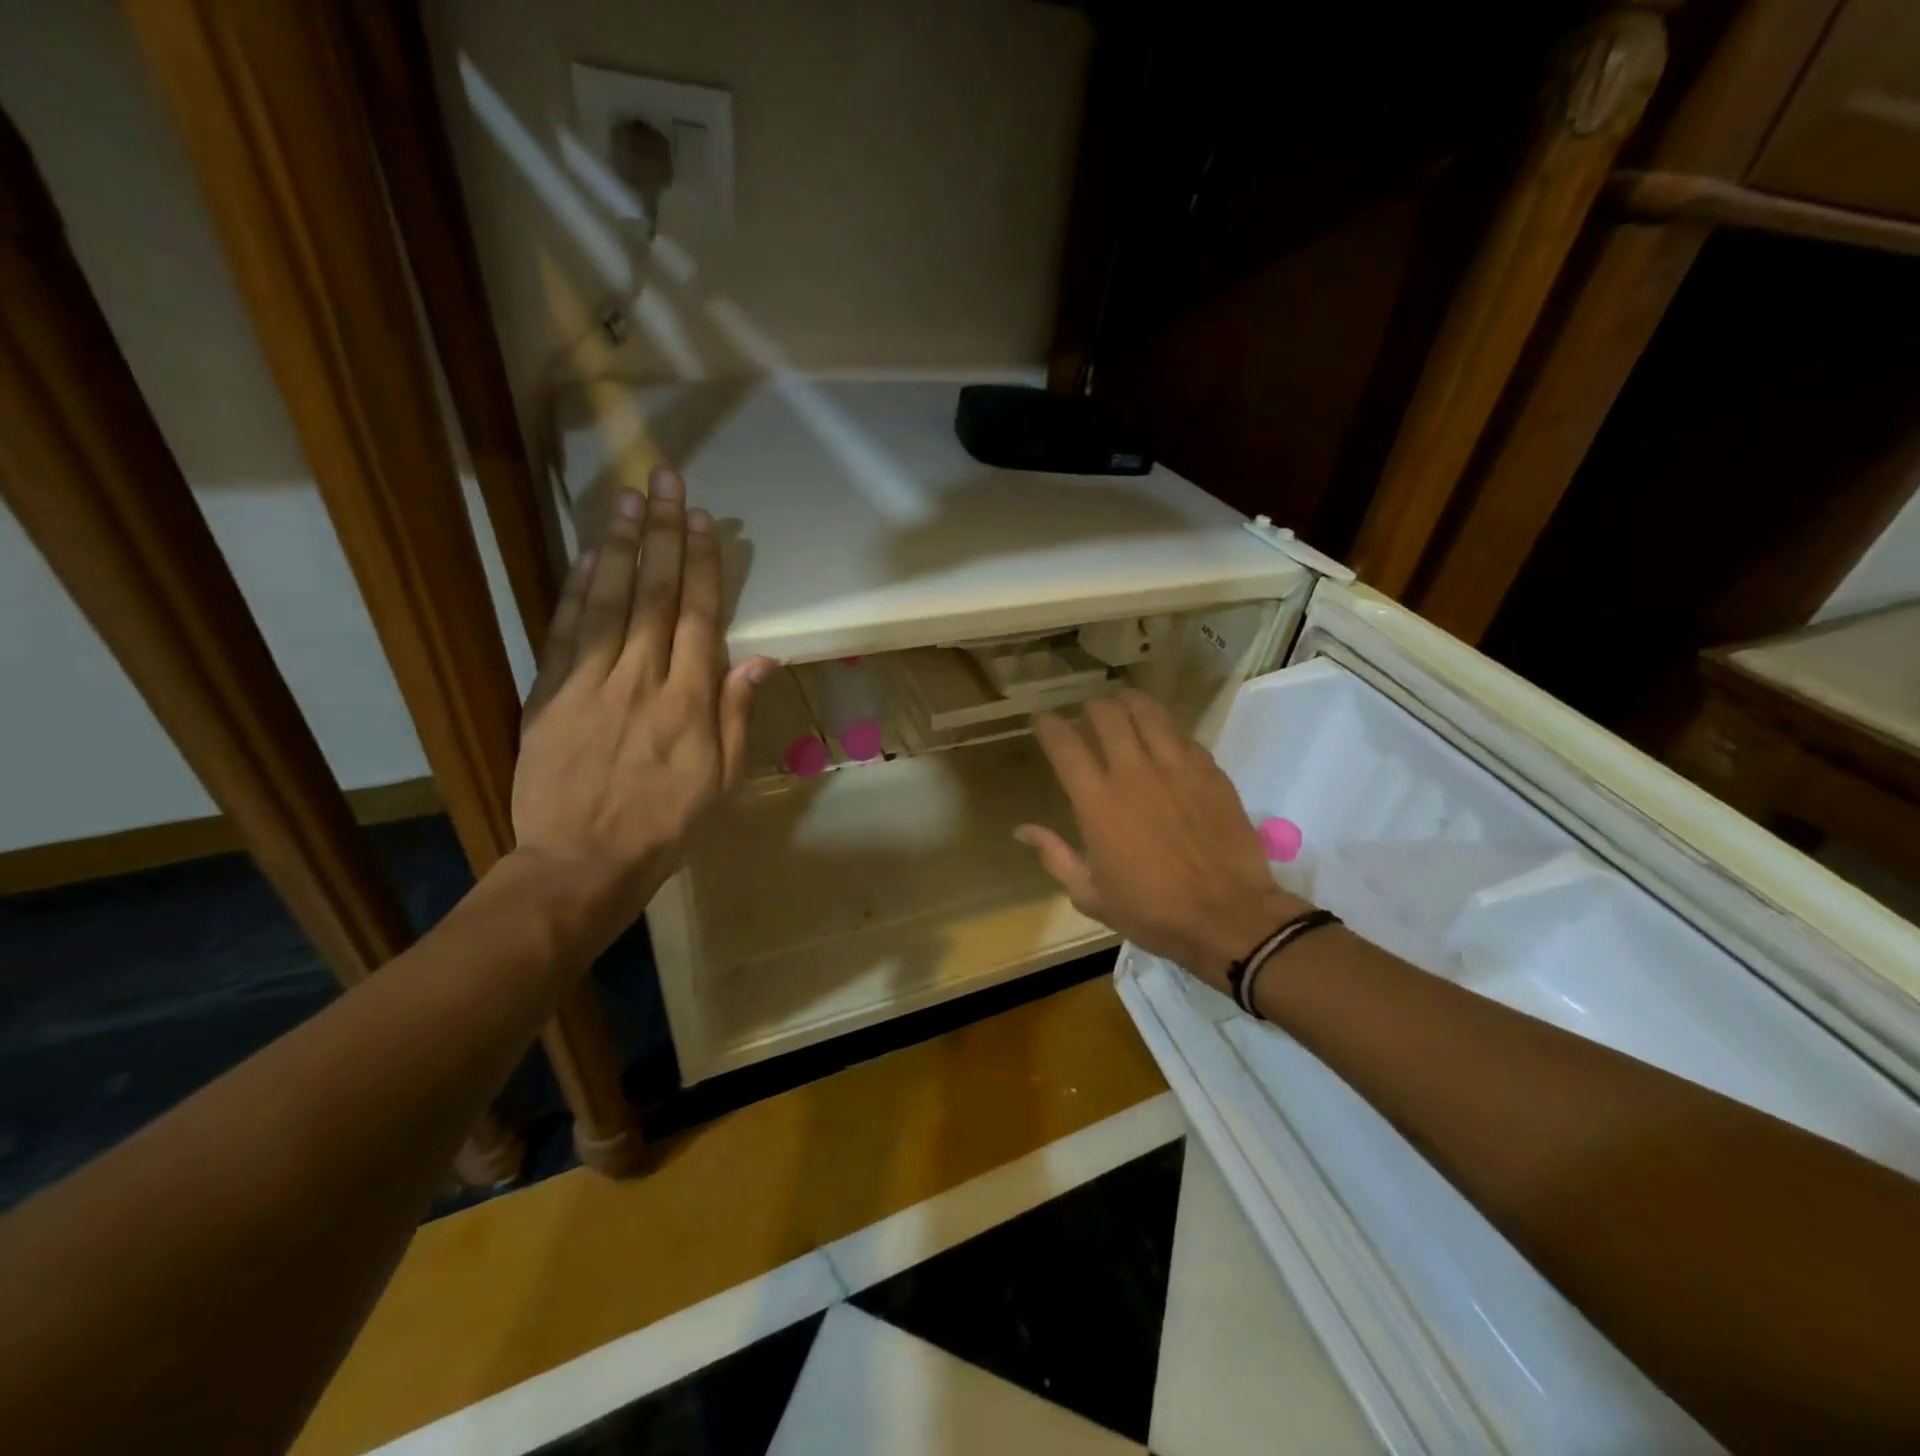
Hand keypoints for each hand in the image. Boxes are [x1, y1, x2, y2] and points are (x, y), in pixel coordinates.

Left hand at [510, 468, 771, 940]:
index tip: (704, 521)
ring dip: (620, 546)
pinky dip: (576, 590)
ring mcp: (591, 683)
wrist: (582, 862)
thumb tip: (761, 659)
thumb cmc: (667, 826)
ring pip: (609, 602)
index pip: (698, 616)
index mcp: (690, 702)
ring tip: (628, 499)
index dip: (703, 564)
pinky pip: (565, 632)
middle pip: (655, 595)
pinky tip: (588, 556)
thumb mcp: (722, 780)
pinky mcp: (549, 694)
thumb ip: (738, 715)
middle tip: (665, 481)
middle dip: (663, 534)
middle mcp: (642, 679)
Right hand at [1016, 693, 1307, 993]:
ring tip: (1124, 705)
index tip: (1042, 719)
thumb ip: (1055, 856)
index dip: (1049, 726)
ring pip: (1148, 713)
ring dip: (1130, 704)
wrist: (1227, 917)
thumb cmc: (1152, 911)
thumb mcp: (1091, 896)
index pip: (1065, 746)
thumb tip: (1023, 829)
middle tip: (1088, 713)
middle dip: (1091, 708)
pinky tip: (1164, 734)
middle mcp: (1134, 774)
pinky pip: (1183, 734)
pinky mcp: (1210, 772)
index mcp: (1097, 803)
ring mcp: (1176, 768)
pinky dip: (1166, 727)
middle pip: (1107, 716)